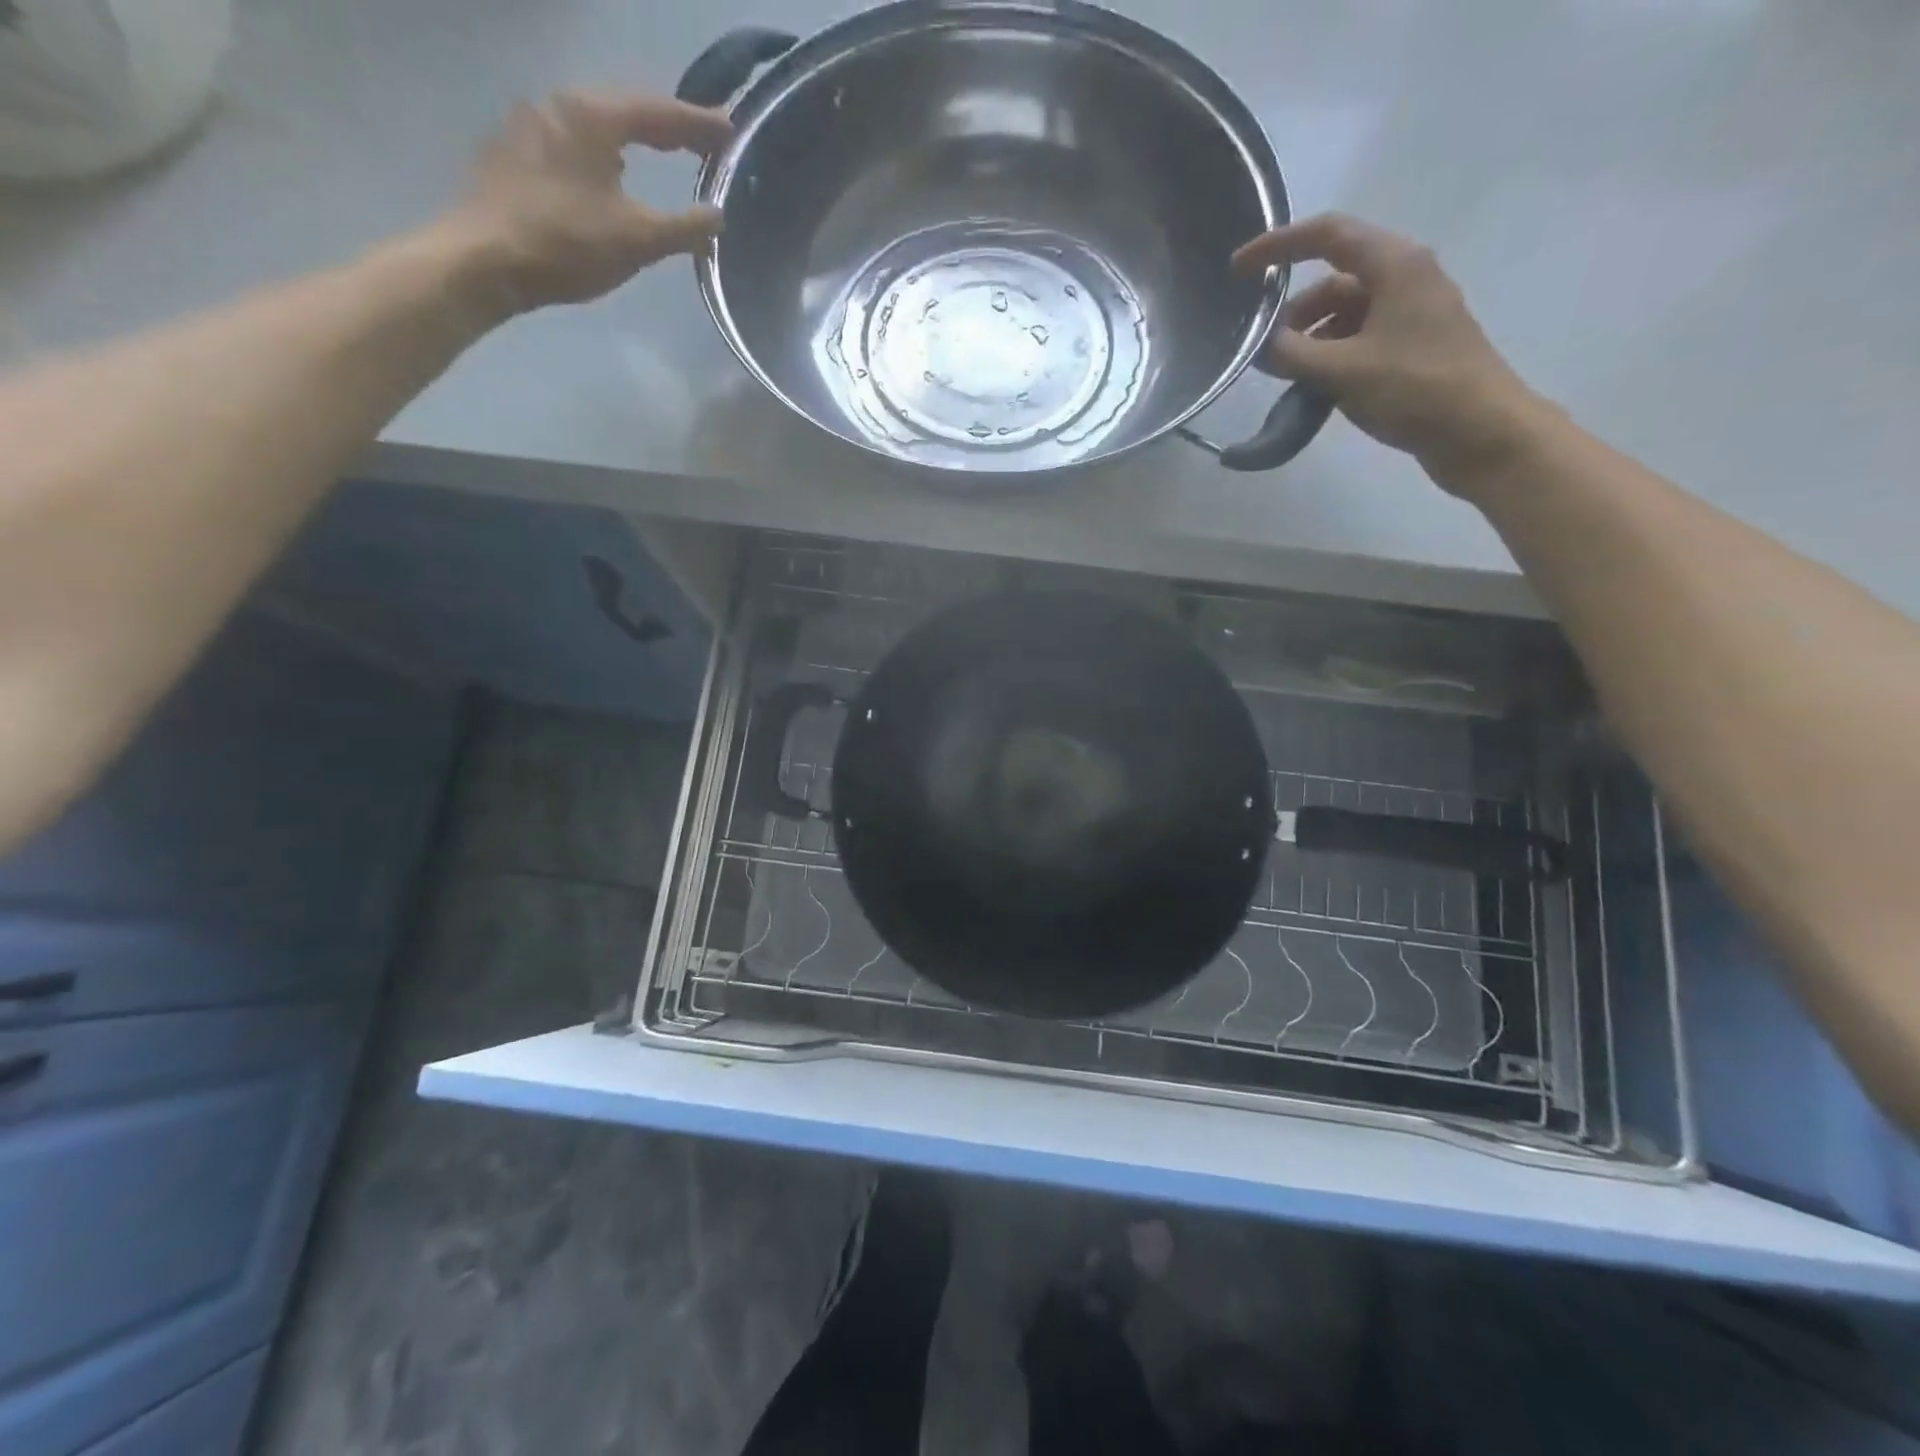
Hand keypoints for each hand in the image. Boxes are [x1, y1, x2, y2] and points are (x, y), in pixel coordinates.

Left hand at [445, 90, 732, 315]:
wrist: (486, 261)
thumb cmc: (567, 244)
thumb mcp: (638, 240)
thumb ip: (684, 228)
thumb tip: (717, 218)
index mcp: (591, 115)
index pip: (658, 112)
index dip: (698, 124)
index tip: (730, 131)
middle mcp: (557, 106)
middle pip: (625, 111)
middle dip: (667, 128)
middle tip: (703, 143)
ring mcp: (529, 127)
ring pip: (596, 128)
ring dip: (633, 140)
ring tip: (662, 156)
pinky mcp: (514, 155)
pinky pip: (574, 146)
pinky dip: (604, 157)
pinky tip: (613, 179)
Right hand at [1233, 214, 1546, 490]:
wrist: (1480, 431)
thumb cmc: (1416, 389)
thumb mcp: (1344, 372)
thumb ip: (1293, 355)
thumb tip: (1260, 346)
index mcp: (1394, 266)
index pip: (1327, 236)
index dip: (1278, 246)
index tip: (1238, 268)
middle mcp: (1404, 278)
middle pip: (1333, 279)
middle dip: (1293, 310)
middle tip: (1263, 347)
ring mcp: (1410, 313)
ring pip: (1344, 313)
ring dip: (1310, 338)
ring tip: (1286, 375)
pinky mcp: (1411, 346)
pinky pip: (1358, 338)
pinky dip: (1330, 356)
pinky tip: (1314, 387)